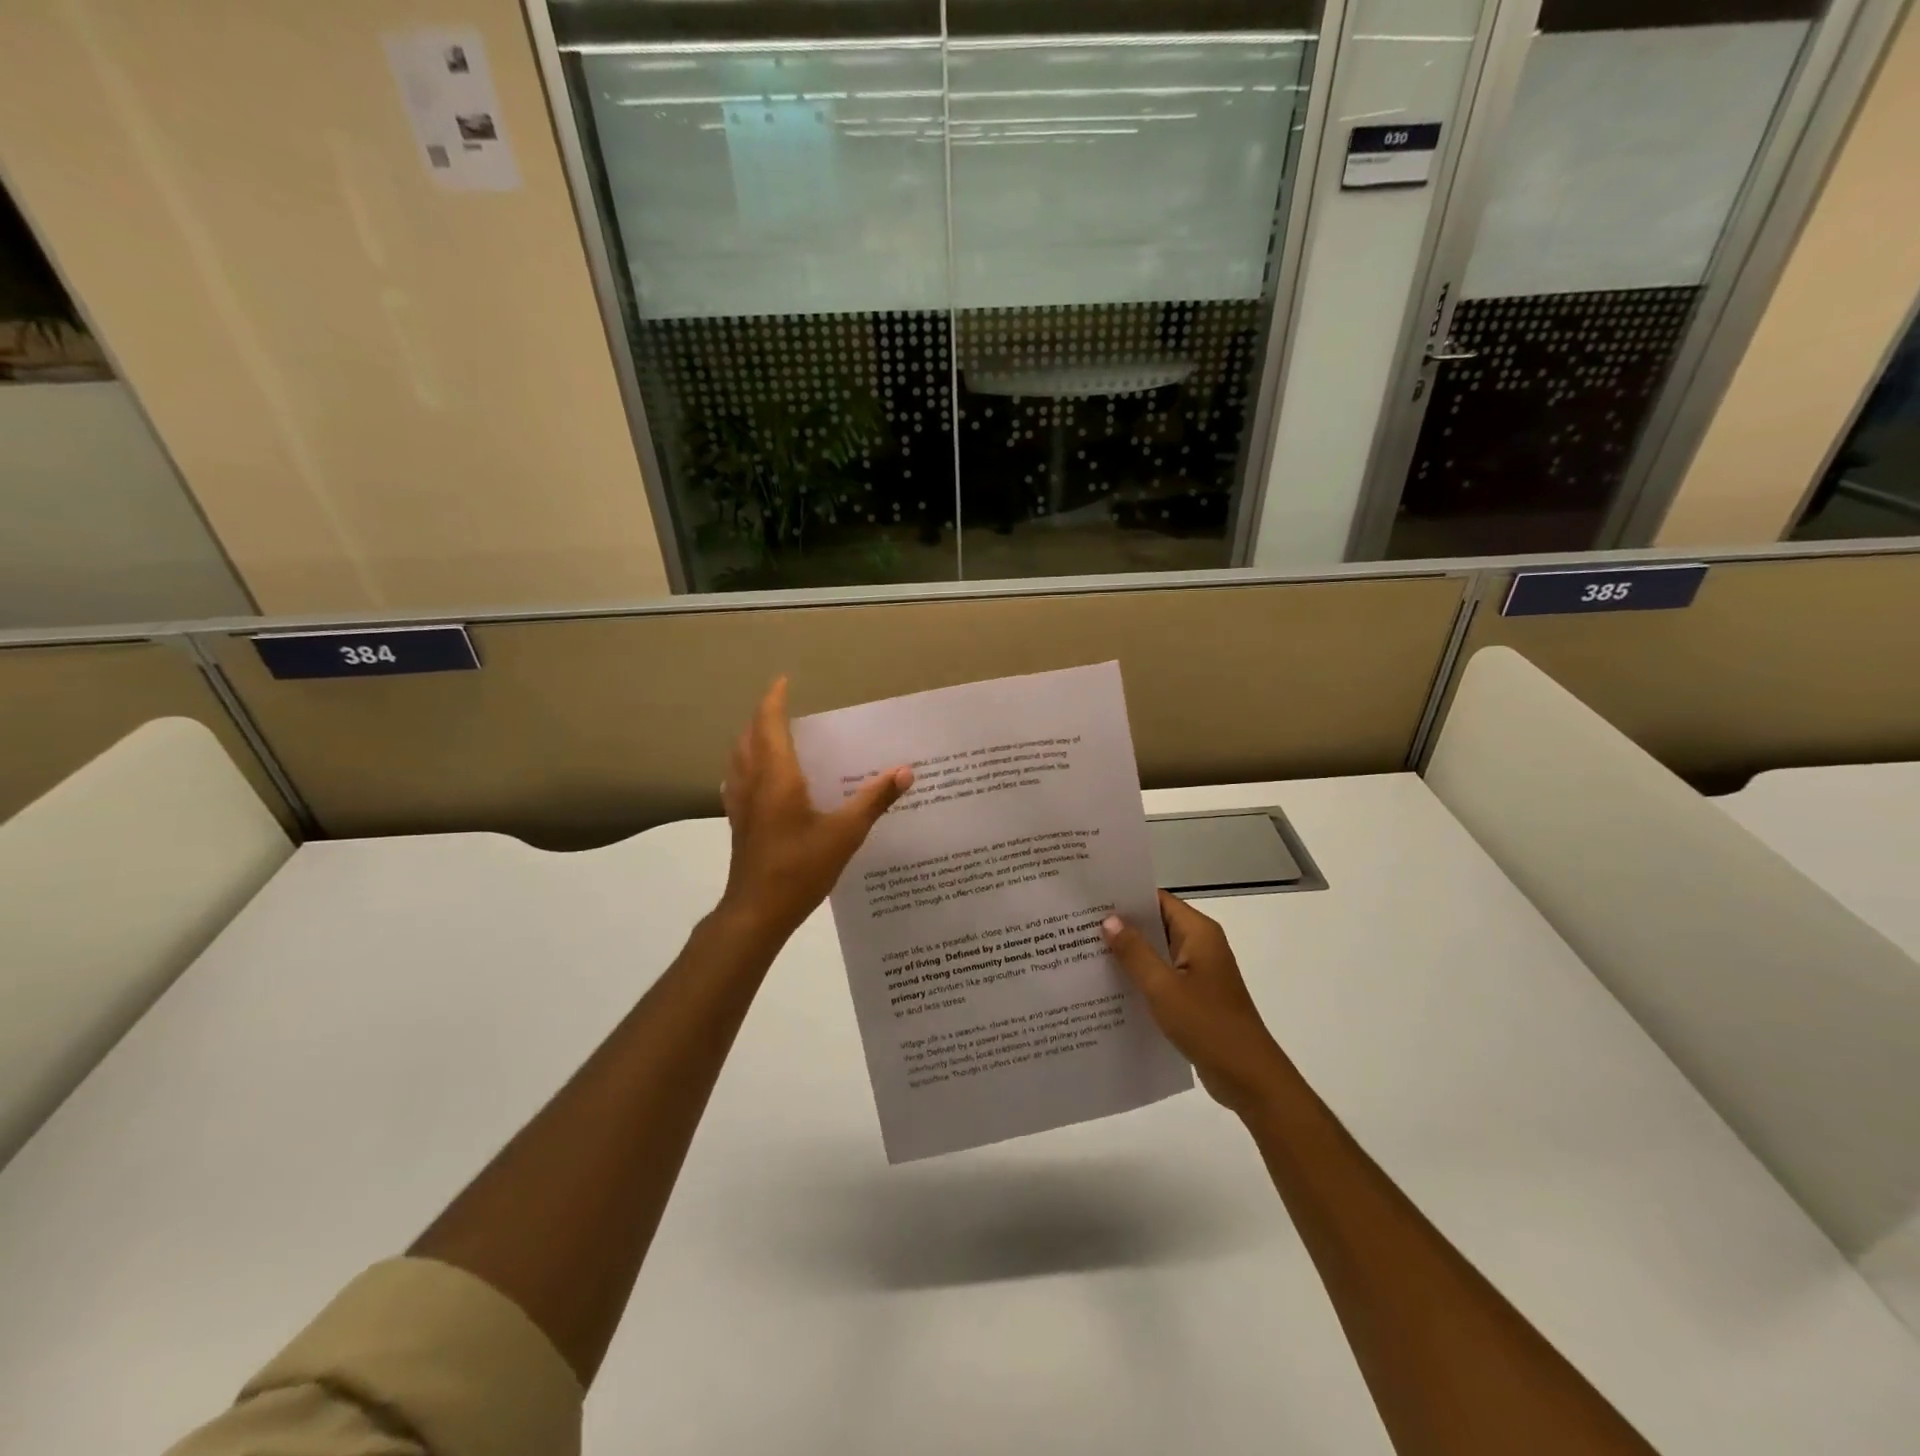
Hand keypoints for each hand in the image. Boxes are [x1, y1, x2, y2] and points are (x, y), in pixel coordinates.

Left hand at [718, 677, 912, 942]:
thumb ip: (874, 800)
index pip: (770, 724)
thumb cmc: (800, 869)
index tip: (784, 680)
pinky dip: (747, 764)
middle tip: (783, 705)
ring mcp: (740, 804)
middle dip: (762, 715)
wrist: (756, 912)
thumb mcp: (845, 834)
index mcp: (777, 777)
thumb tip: (905, 771)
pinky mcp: (738, 823)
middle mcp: (753, 783)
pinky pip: (737, 779)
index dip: (774, 700)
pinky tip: (759, 777)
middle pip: (749, 736)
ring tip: (771, 733)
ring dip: (751, 738)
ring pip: (739, 757)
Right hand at [1103, 892, 1293, 1116]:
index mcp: (1198, 932)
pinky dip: (1140, 977)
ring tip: (1086, 952)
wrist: (1249, 1077)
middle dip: (1121, 925)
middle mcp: (1201, 945)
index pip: (1157, 900)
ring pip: (1157, 952)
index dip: (1126, 898)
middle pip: (1156, 924)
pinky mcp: (1195, 995)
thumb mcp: (1163, 987)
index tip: (1091, 899)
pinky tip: (1110, 986)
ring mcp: (1199, 971)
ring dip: (1129, 953)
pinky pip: (1162, 976)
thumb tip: (1109, 919)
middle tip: (1079, 925)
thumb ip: (1135, 952)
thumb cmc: (1207, 1024)